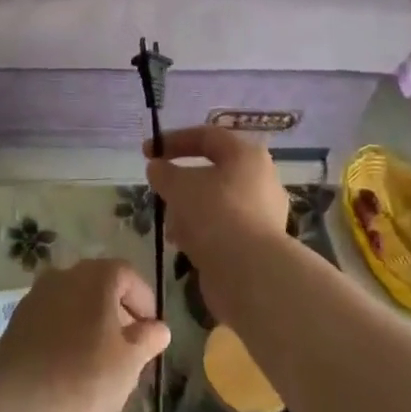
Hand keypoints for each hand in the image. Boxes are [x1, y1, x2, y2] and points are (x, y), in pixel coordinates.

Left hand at [0, 259, 170, 411]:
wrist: (21, 405)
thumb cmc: (86, 379)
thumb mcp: (129, 363)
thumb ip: (146, 339)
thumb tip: (159, 328)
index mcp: (95, 277)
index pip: (127, 274)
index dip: (143, 299)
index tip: (151, 329)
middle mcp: (64, 275)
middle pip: (97, 283)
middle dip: (116, 309)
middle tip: (128, 343)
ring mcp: (36, 295)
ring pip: (72, 299)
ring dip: (89, 319)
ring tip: (99, 356)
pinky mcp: (17, 320)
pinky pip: (51, 317)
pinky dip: (65, 330)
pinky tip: (69, 363)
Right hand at [145, 126, 289, 322]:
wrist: (251, 275)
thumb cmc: (214, 215)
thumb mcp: (179, 186)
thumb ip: (163, 172)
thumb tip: (157, 168)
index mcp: (246, 155)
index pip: (206, 136)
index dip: (173, 140)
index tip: (147, 152)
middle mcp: (260, 180)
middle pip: (213, 171)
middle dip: (182, 181)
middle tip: (160, 190)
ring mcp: (263, 214)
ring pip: (217, 202)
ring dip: (189, 210)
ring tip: (169, 225)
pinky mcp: (258, 245)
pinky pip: (224, 228)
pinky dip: (202, 232)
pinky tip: (183, 245)